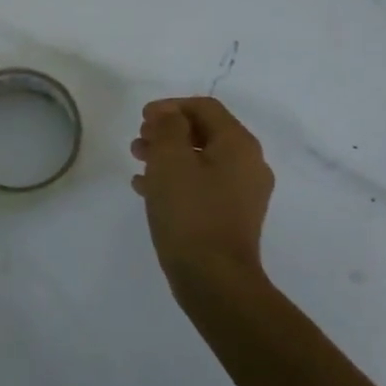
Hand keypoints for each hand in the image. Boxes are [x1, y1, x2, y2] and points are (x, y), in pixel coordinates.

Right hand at [131, 97, 274, 306]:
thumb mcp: (170, 160)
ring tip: (138, 163)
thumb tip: (169, 113)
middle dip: (167, 132)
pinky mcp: (231, 216)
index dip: (170, 107)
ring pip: (201, 160)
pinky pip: (201, 185)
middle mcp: (248, 164)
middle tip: (138, 141)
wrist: (214, 278)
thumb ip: (168, 127)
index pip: (205, 107)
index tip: (141, 119)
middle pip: (204, 132)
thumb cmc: (190, 212)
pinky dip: (175, 179)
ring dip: (168, 155)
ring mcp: (242, 193)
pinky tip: (146, 189)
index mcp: (238, 144)